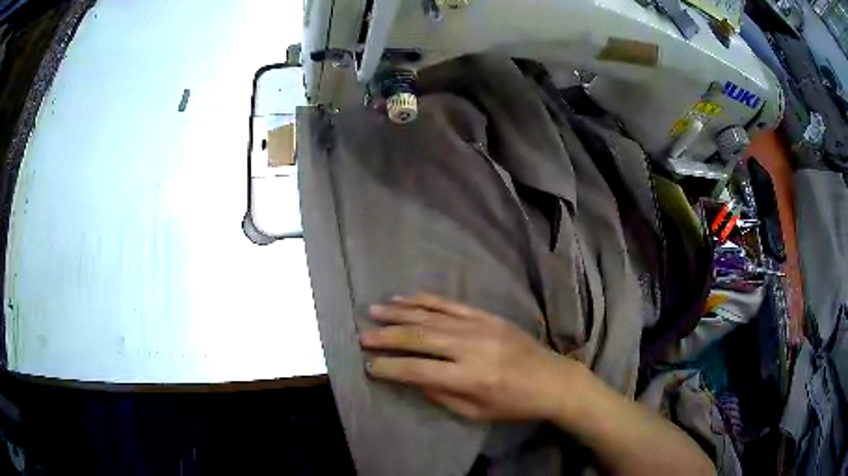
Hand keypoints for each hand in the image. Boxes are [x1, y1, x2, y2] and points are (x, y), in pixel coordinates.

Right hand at [359, 293, 581, 421]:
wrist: (554, 379)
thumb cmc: (515, 404)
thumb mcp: (476, 412)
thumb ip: (441, 394)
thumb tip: (411, 377)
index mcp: (471, 377)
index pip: (419, 371)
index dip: (391, 369)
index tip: (369, 366)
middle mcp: (473, 347)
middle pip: (421, 338)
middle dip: (388, 337)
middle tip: (362, 335)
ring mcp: (481, 327)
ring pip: (432, 316)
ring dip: (401, 313)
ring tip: (375, 311)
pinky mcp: (488, 316)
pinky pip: (452, 304)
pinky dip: (426, 300)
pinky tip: (407, 298)